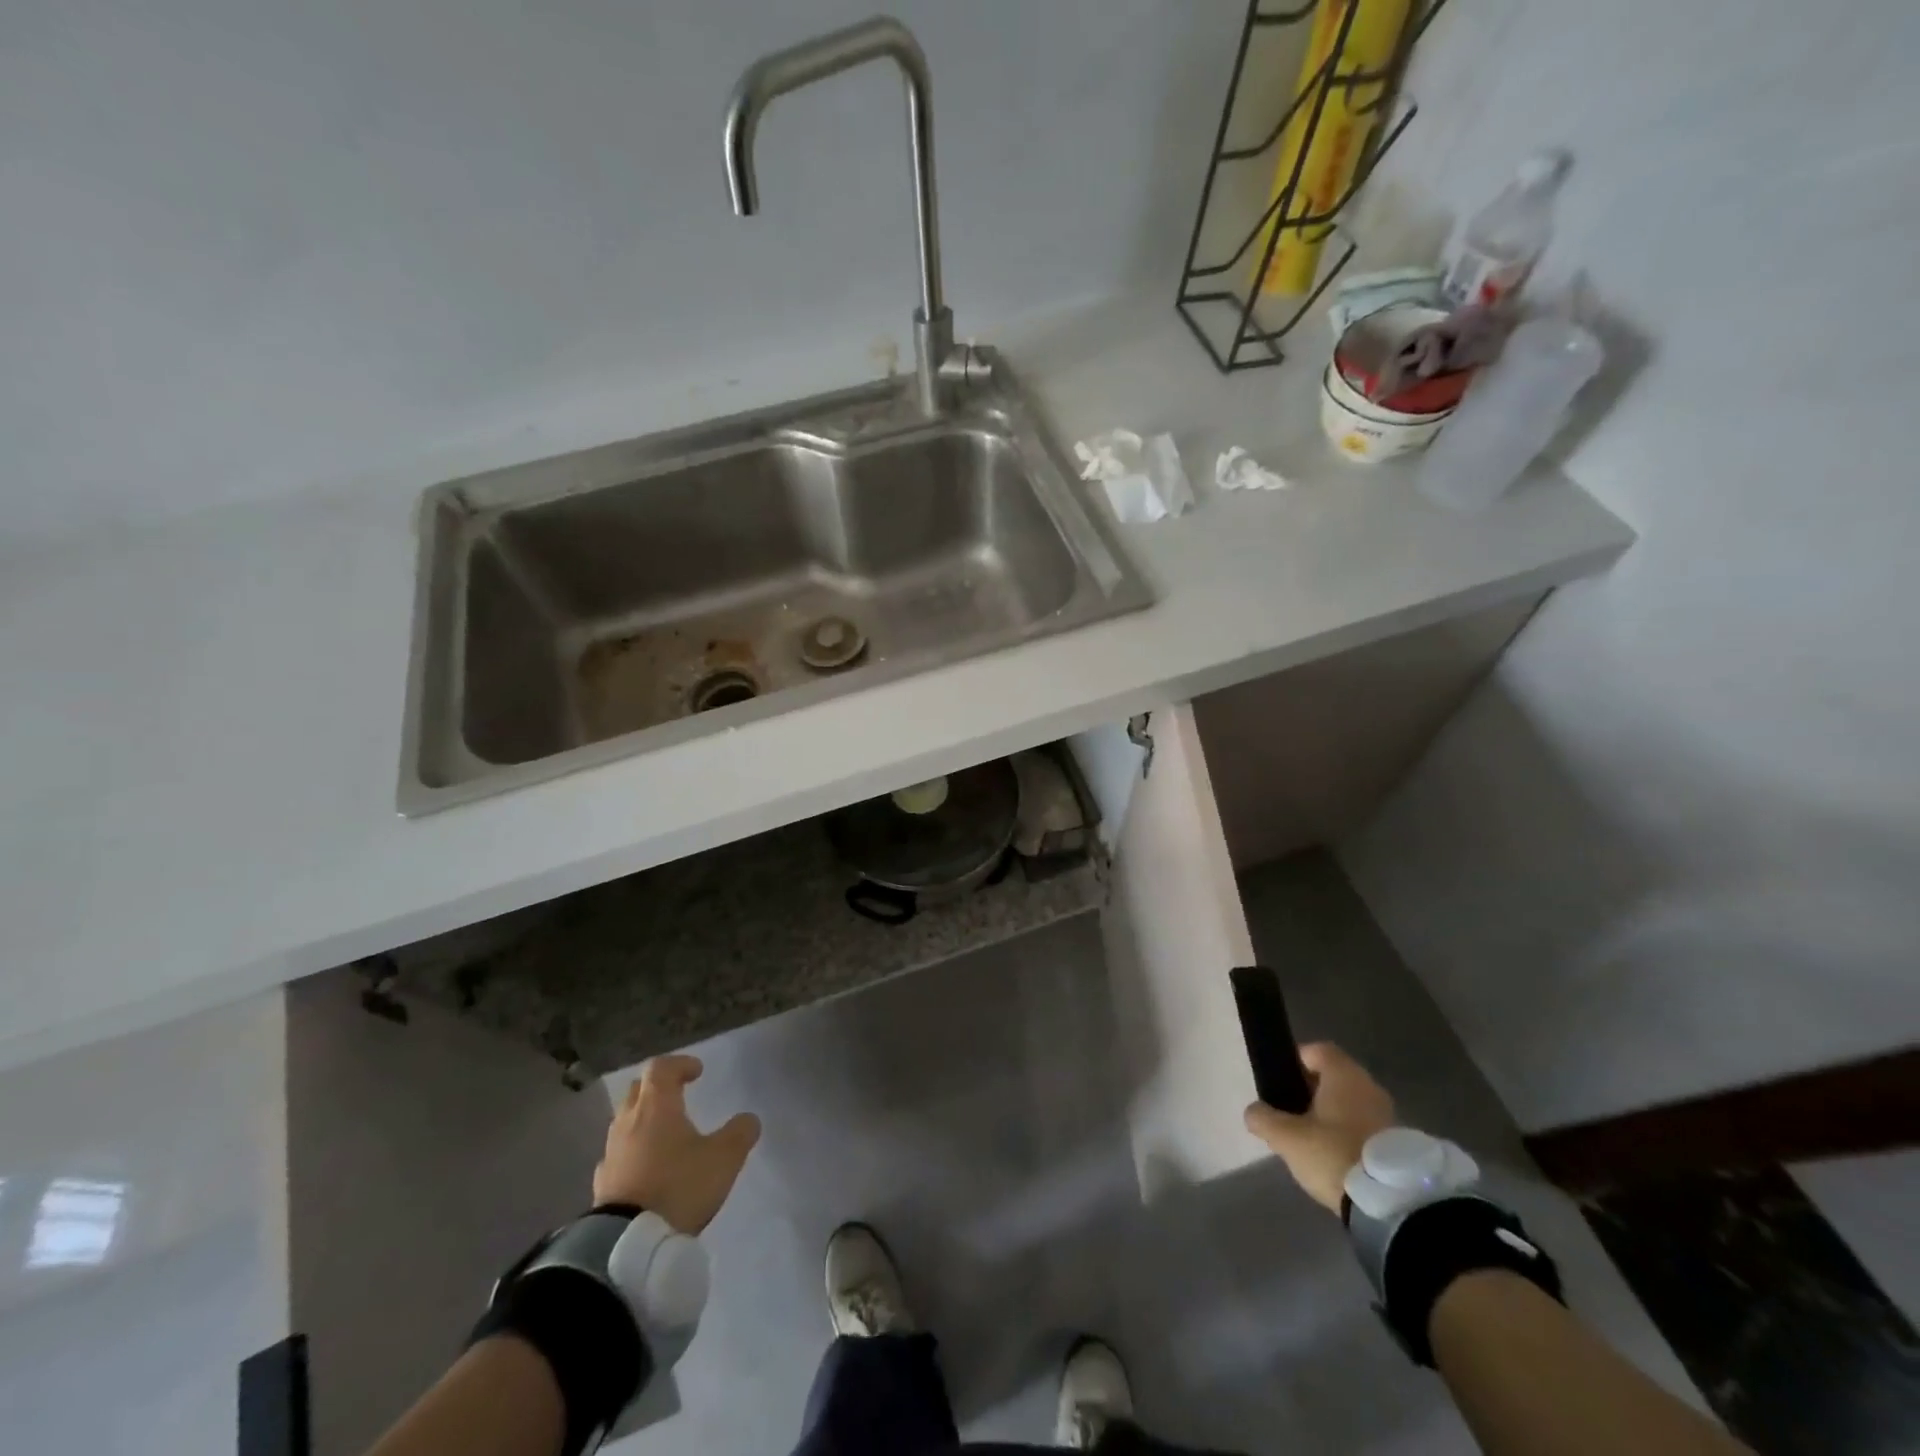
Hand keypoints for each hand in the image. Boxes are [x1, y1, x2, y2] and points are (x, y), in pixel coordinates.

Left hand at [593, 1055, 761, 1233]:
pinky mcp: (602, 1184)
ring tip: (665, 1134)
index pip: (661, 1068)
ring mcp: (611, 1153)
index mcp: (656, 1106)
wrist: (627, 1245)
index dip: (680, 1064)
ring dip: (644, 1120)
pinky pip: (618, 1154)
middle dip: (658, 1087)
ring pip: (625, 1122)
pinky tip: (646, 1168)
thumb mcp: (723, 1158)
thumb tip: (749, 1120)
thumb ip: (740, 1133)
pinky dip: (633, 1151)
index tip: (697, 1072)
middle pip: (637, 1090)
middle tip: (678, 1094)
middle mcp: (628, 1122)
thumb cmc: (678, 1186)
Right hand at [1244, 1042, 1394, 1212]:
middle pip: (1334, 1078)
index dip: (1296, 1061)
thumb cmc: (1334, 1154)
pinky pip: (1365, 1127)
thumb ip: (1264, 1120)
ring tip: (1312, 1142)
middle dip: (1312, 1093)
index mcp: (1344, 1075)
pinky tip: (1336, 1159)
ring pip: (1351, 1104)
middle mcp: (1369, 1086)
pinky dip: (1350, 1136)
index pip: (1317, 1050)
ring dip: (1332, 1116)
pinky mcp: (1398, 1144)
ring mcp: (1388, 1115)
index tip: (1281, 1083)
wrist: (1393, 1204)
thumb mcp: (1287, 1138)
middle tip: (1292, 1115)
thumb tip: (1254, 1112)